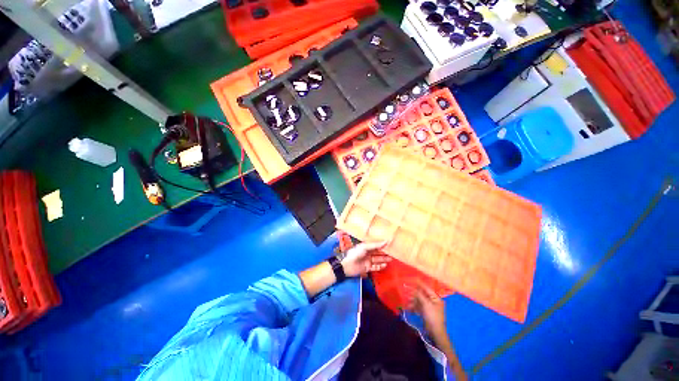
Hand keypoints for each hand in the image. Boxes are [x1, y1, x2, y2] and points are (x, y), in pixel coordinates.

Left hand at [341, 241, 389, 277]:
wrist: (347, 265)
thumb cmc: (355, 253)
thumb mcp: (365, 247)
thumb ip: (375, 245)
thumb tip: (386, 241)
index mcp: (366, 246)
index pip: (376, 245)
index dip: (382, 245)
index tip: (390, 244)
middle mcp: (367, 253)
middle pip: (378, 252)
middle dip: (384, 253)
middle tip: (393, 253)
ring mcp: (367, 260)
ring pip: (377, 260)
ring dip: (384, 259)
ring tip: (391, 259)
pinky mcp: (367, 268)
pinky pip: (375, 267)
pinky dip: (380, 266)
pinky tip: (385, 265)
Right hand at [408, 282, 446, 336]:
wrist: (435, 332)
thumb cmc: (432, 316)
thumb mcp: (426, 304)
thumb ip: (420, 295)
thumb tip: (414, 288)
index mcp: (436, 298)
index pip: (427, 288)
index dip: (419, 284)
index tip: (413, 279)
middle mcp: (433, 301)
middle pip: (422, 294)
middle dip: (414, 293)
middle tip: (407, 290)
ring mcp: (429, 307)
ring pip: (419, 301)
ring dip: (413, 300)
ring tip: (407, 300)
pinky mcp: (425, 313)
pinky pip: (419, 307)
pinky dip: (414, 306)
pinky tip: (409, 307)